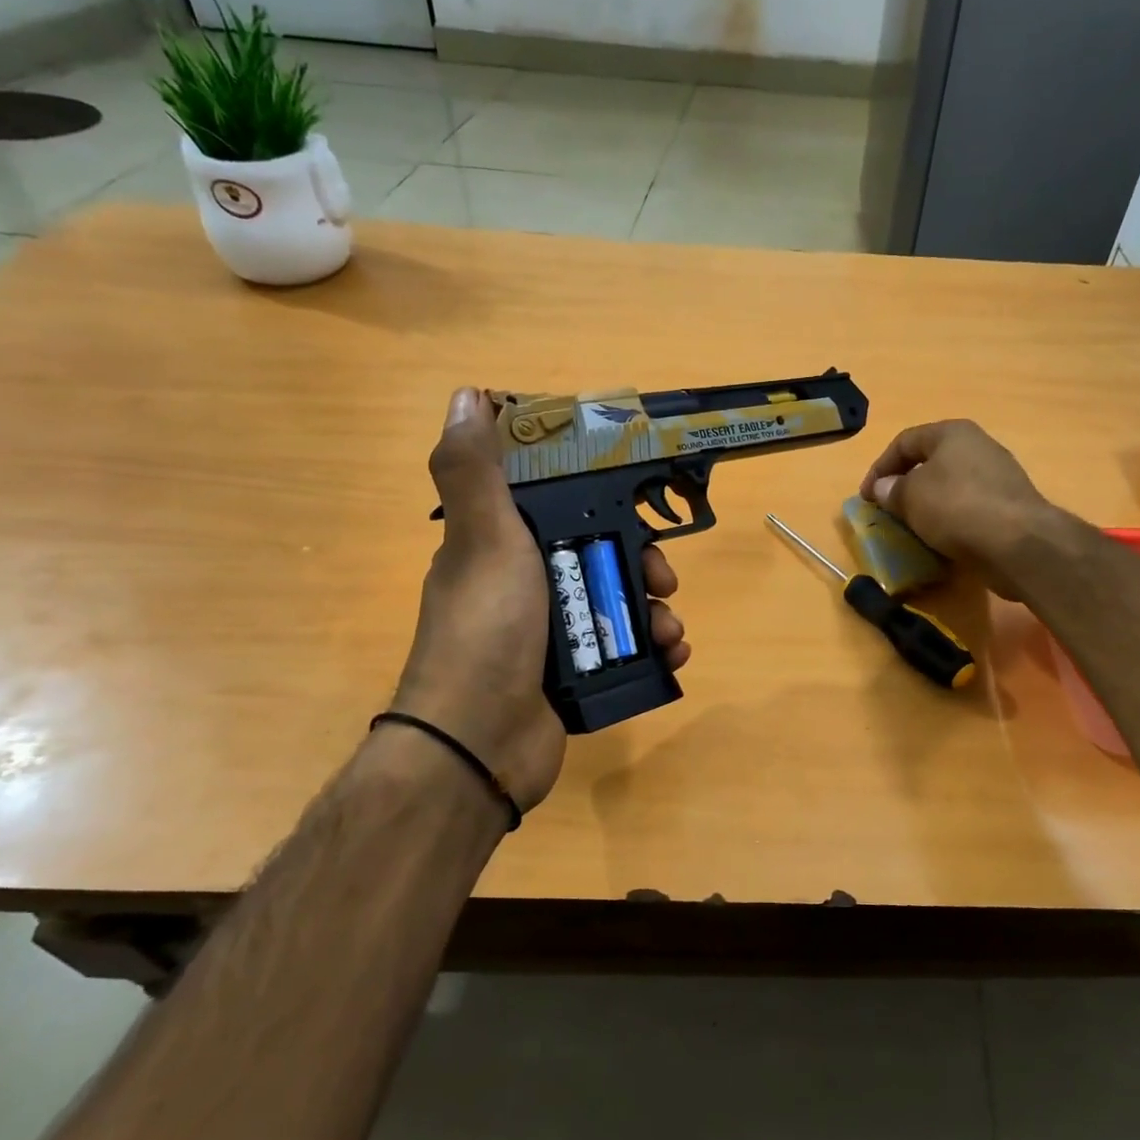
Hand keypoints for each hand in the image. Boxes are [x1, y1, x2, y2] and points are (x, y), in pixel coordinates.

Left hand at [392, 387, 690, 811]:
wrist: (480, 744)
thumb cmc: (487, 630)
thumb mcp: (483, 540)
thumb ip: (473, 471)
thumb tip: (466, 394)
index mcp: (501, 548)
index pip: (559, 508)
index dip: (600, 500)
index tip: (635, 502)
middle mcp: (525, 587)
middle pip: (601, 557)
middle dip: (642, 562)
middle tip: (663, 577)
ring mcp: (551, 635)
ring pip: (619, 605)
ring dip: (656, 611)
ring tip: (672, 628)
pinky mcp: (574, 676)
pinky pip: (625, 650)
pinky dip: (654, 649)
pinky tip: (673, 653)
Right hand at [859, 419, 1060, 601]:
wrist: (1019, 543)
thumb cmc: (956, 507)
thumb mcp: (910, 497)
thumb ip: (891, 490)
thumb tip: (882, 488)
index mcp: (953, 433)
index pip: (904, 441)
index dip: (879, 467)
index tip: (866, 497)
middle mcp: (978, 446)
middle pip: (930, 462)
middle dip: (905, 486)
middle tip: (888, 511)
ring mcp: (998, 476)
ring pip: (950, 486)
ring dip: (927, 505)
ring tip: (912, 528)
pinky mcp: (1009, 506)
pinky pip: (969, 508)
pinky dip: (950, 520)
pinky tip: (941, 539)